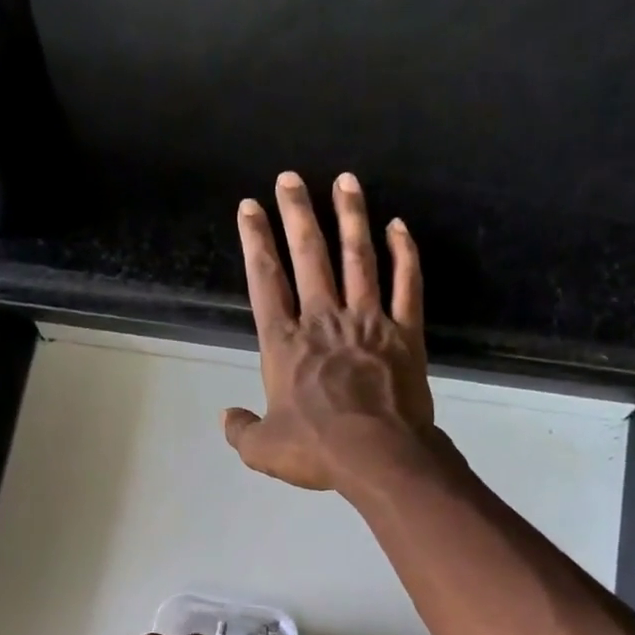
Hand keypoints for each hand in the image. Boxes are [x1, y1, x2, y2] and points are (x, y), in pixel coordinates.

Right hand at [224, 171, 437, 491]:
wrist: (379, 456)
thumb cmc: (317, 451)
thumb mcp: (262, 450)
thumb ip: (241, 430)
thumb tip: (226, 416)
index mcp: (285, 345)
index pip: (266, 282)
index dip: (256, 242)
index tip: (249, 208)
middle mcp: (324, 321)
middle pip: (309, 256)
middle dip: (296, 214)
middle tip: (290, 178)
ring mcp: (368, 322)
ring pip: (359, 258)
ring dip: (350, 217)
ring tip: (345, 181)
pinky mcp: (405, 333)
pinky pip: (407, 284)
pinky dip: (405, 253)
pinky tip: (399, 226)